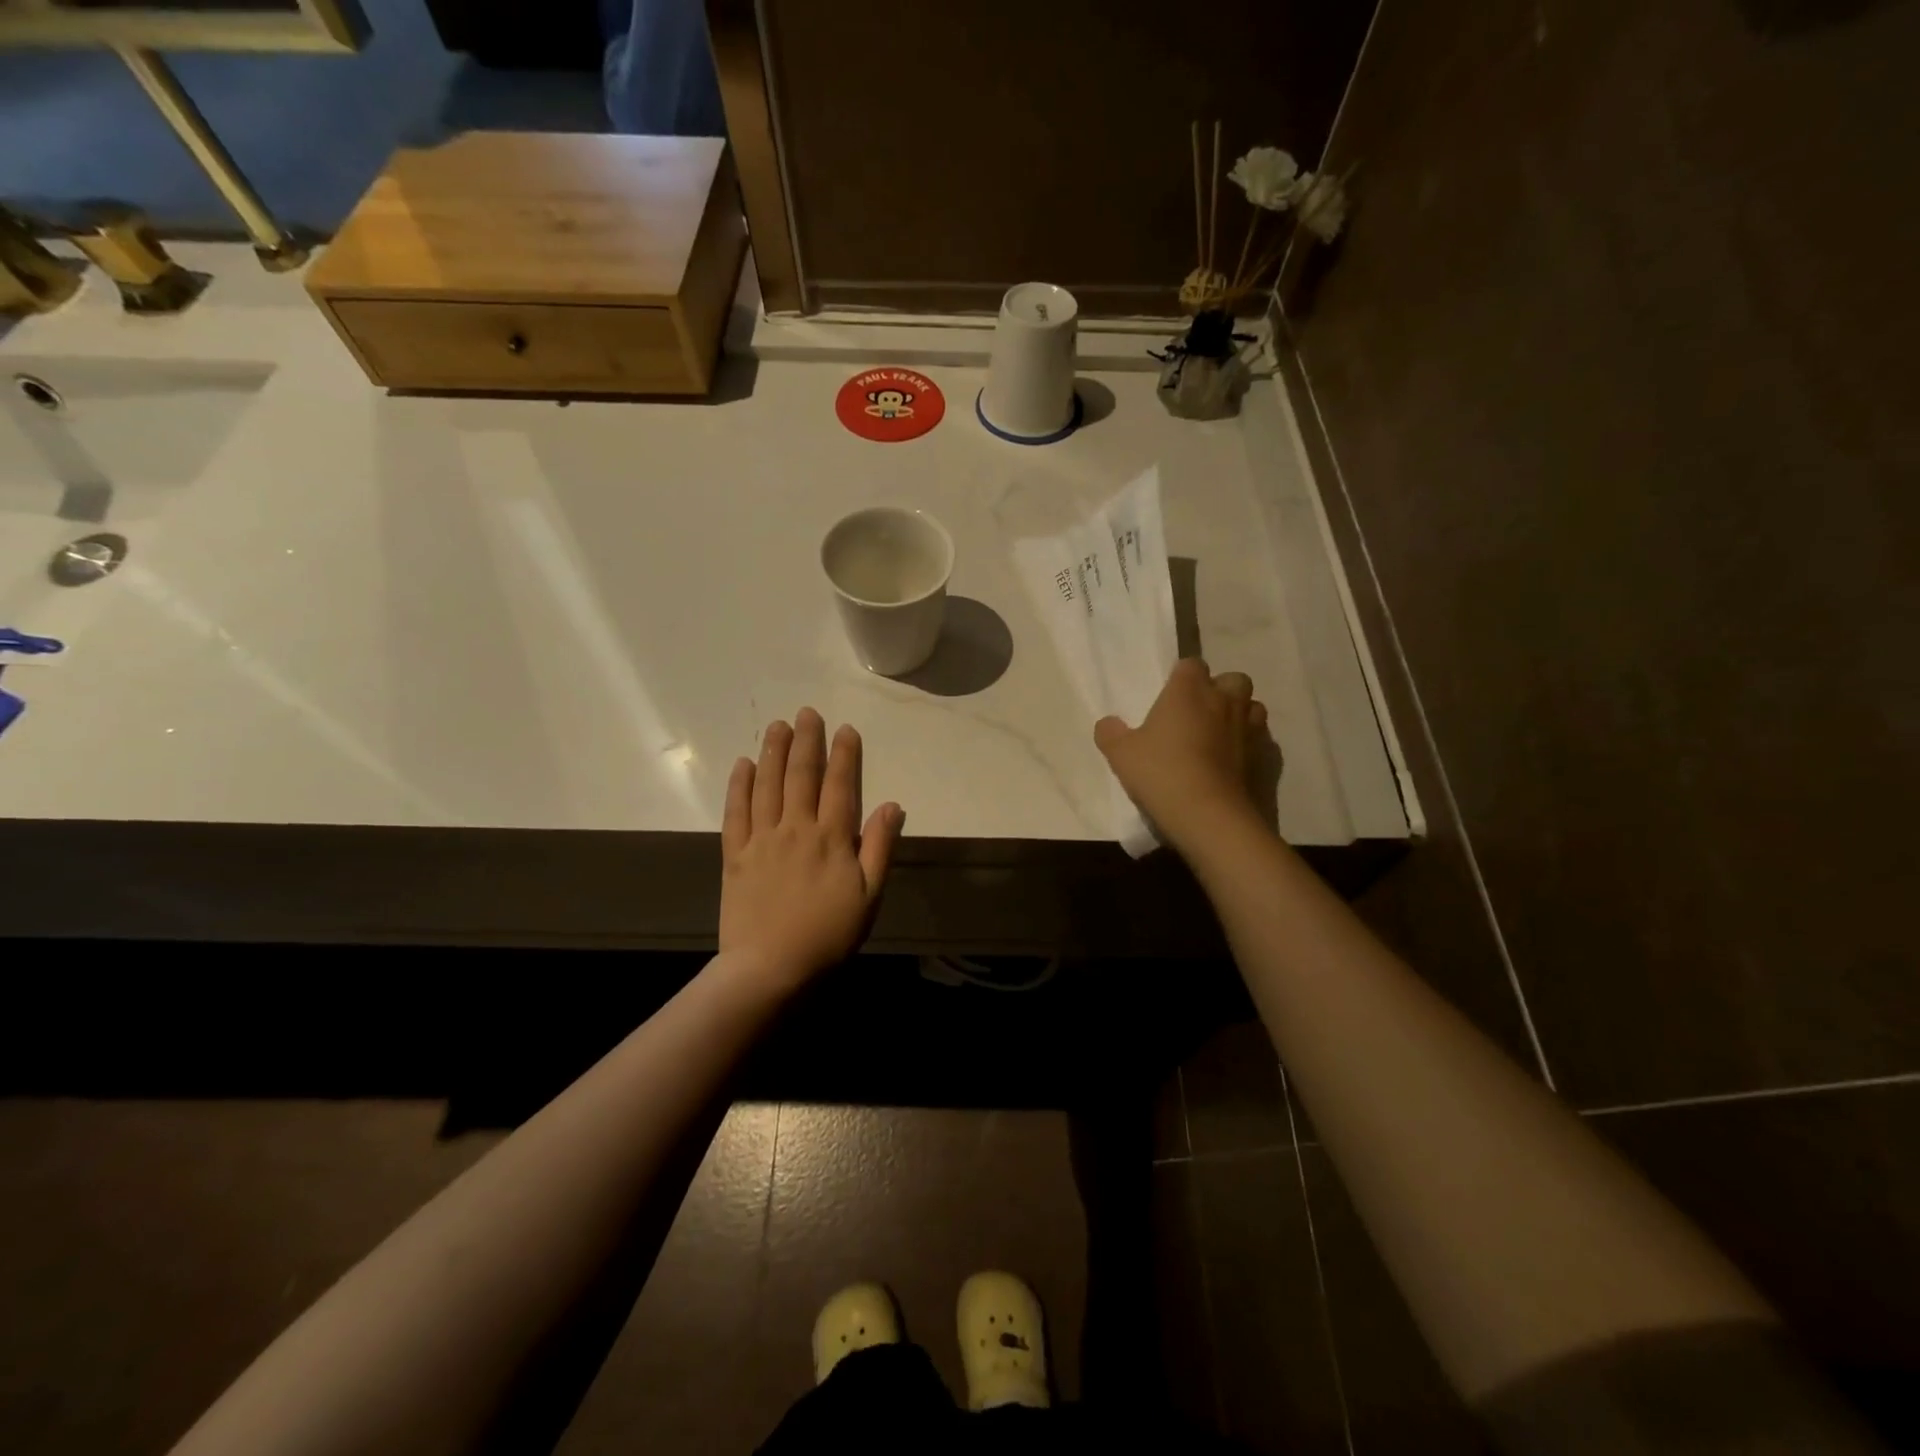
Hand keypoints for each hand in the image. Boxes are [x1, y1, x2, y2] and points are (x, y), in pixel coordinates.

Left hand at [720, 708, 903, 988]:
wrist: (771, 967)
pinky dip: (740, 786)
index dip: (844, 755)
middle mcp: (796, 828)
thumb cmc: (829, 935)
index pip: (839, 785)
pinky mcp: (735, 855)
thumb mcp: (869, 896)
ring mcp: (762, 839)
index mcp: (832, 838)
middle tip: (807, 713)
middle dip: (807, 741)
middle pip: (801, 776)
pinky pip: (736, 812)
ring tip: (778, 726)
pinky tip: (744, 765)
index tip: (845, 729)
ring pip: (768, 785)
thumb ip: (879, 848)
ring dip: (773, 752)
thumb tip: (892, 805)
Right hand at [1095, 659, 1270, 851]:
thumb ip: (1111, 733)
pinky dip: (1250, 744)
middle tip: (1199, 714)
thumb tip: (1108, 723)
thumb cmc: (1161, 773)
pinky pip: (1261, 739)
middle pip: (1231, 679)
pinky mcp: (1265, 756)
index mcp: (1188, 691)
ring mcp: (1249, 728)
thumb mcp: (1121, 754)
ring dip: (1238, 714)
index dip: (1182, 677)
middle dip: (1219, 690)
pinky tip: (1234, 762)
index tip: (1170, 696)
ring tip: (1219, 735)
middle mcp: (1223, 700)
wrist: (1209, 815)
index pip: (1191, 665)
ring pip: (1252, 706)